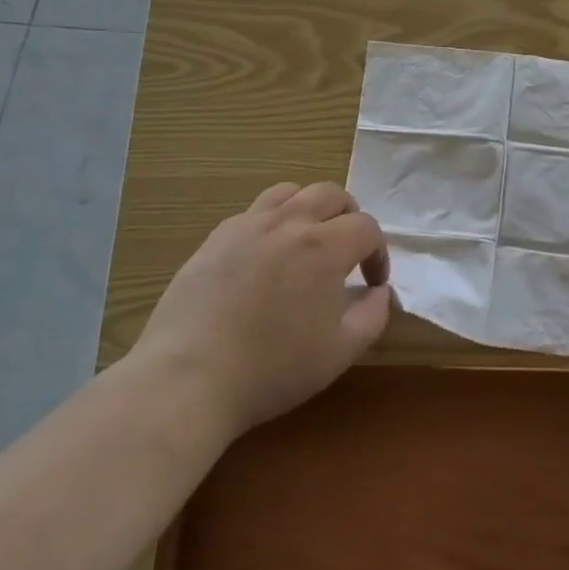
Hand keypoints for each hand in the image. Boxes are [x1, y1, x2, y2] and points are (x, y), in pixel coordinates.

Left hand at [128, 182, 391, 439]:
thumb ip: (372, 315)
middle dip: (350, 217)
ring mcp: (247, 225)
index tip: (372, 282)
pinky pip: (254, 211)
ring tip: (308, 241)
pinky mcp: (216, 238)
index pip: (366, 227)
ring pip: (290, 192)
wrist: (188, 377)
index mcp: (323, 246)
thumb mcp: (340, 352)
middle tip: (348, 252)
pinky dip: (273, 222)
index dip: (378, 252)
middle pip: (331, 194)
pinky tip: (266, 257)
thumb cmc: (272, 368)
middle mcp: (288, 222)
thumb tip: (379, 291)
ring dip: (310, 209)